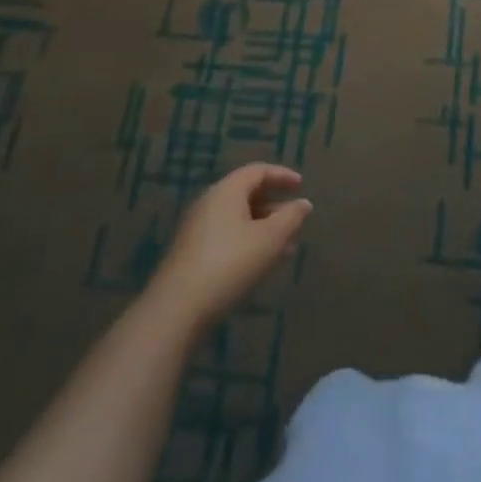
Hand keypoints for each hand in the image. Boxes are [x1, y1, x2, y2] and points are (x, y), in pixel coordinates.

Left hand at [146, 164, 311, 338]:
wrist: (177, 310)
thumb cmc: (230, 264)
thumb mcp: (270, 239)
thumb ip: (291, 217)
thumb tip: (303, 204)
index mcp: (226, 191)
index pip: (258, 171)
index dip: (282, 175)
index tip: (301, 185)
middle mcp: (209, 203)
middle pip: (247, 194)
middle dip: (275, 206)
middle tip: (295, 221)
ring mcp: (197, 229)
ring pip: (239, 219)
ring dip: (264, 228)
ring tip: (286, 248)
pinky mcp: (192, 253)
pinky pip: (228, 236)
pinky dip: (249, 241)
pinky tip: (261, 264)